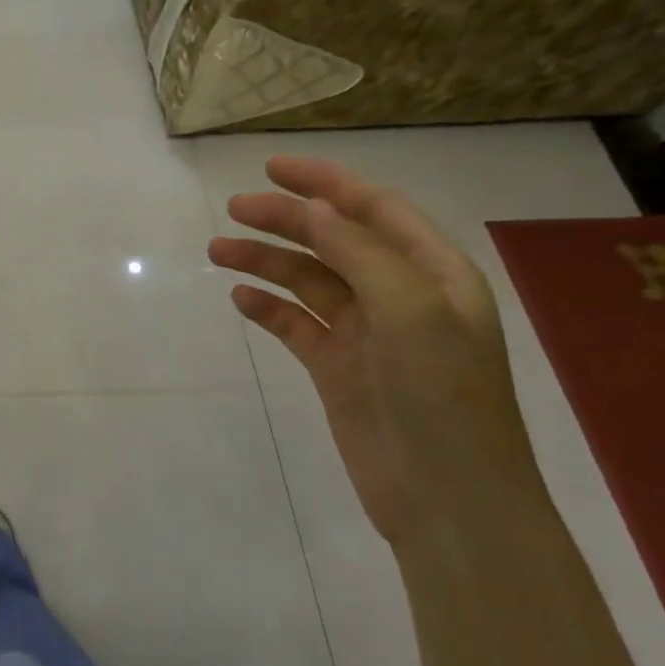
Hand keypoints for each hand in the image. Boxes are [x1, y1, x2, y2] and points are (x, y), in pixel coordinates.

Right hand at [209, 157, 544, 546]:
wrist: (446, 497)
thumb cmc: (441, 395)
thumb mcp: (410, 311)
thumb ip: (360, 253)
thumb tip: (313, 208)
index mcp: (433, 274)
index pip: (375, 210)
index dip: (326, 184)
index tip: (272, 169)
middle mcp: (400, 296)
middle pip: (334, 241)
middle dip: (286, 221)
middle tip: (233, 210)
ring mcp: (366, 334)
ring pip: (308, 282)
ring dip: (266, 263)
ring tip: (218, 251)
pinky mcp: (337, 368)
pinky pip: (296, 325)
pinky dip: (268, 309)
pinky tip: (240, 300)